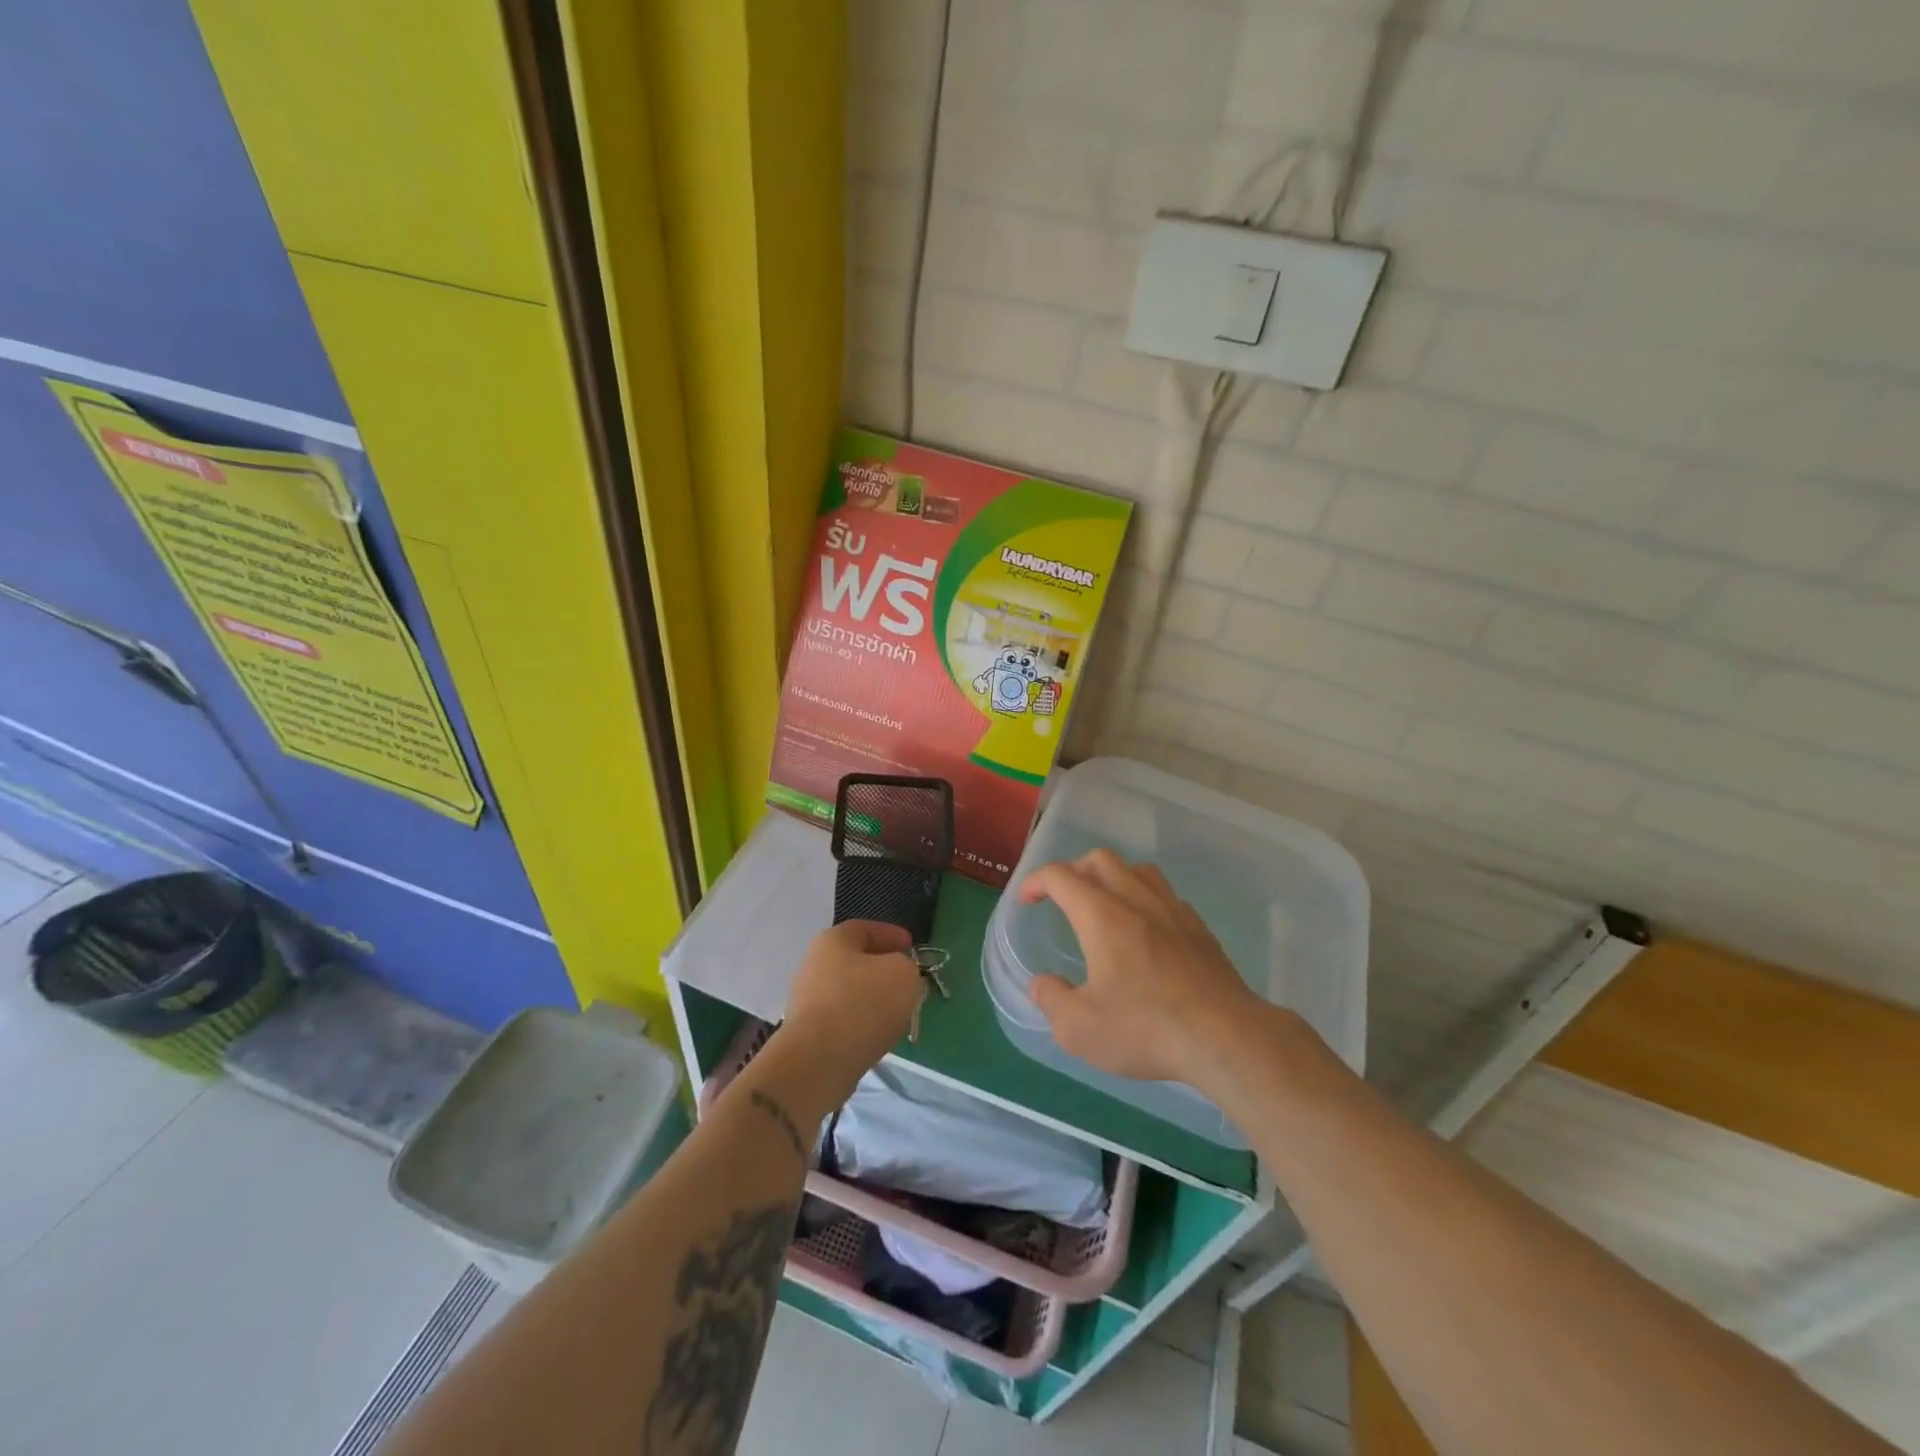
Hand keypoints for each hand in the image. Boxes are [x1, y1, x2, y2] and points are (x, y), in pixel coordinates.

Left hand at [781, 920, 922, 1099]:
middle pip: (856, 962)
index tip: (912, 946)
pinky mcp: (808, 1034)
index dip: (891, 934)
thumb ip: (908, 967)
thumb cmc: (862, 1004)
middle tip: (908, 981)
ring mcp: (807, 1001)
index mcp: (833, 941)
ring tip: (898, 1013)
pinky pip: (843, 1021)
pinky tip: (879, 1036)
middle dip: (884, 970)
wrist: (818, 1061)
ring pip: (850, 993)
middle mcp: (814, 966)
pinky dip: (862, 1024)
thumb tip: (899, 976)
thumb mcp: (903, 974)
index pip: (865, 928)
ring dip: (874, 1000)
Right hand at [1017, 849, 1266, 1087]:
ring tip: (1105, 905)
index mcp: (1101, 915)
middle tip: (1063, 898)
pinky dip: (1146, 900)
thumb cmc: (1145, 1028)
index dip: (1036, 881)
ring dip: (1113, 878)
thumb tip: (1041, 984)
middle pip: (1100, 859)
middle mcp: (1136, 900)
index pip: (1060, 876)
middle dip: (1074, 870)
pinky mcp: (1200, 929)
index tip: (1026, 900)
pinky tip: (1147, 931)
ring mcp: (1173, 910)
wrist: (1226, 1037)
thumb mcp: (1080, 1029)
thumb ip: (1052, 1000)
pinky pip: (1166, 896)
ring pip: (1138, 870)